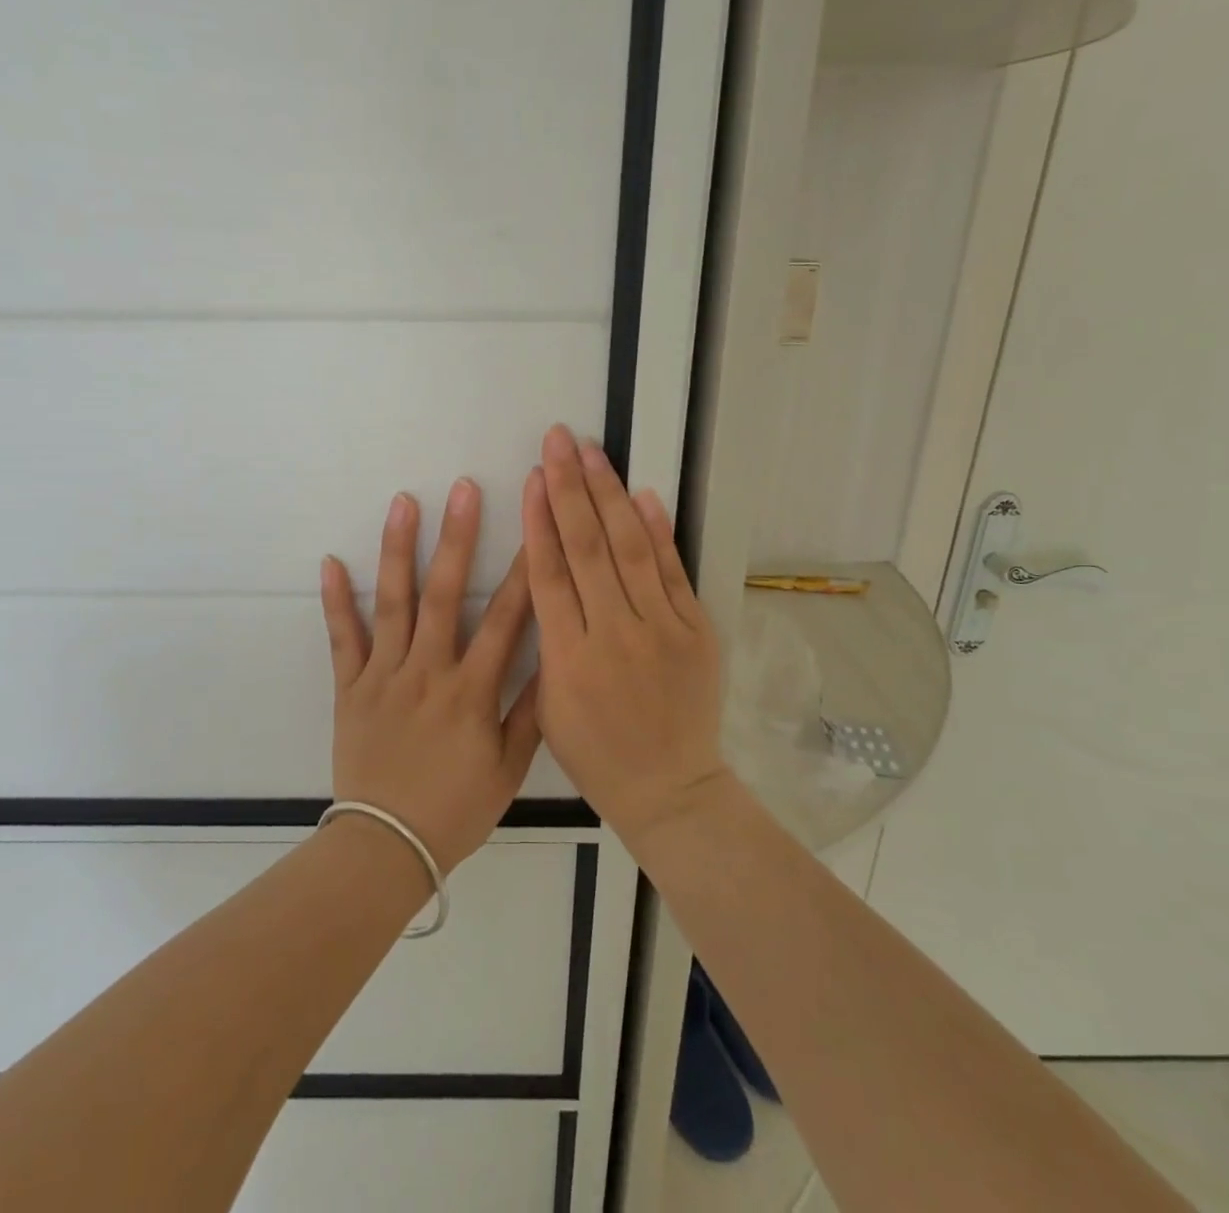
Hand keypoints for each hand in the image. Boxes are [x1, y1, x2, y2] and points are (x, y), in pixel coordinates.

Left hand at [320, 479, 538, 872]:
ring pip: (393, 603)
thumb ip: (529, 712)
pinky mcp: (350, 687)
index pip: (504, 620)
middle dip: (457, 537)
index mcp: (471, 691)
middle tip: (463, 488)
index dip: (523, 570)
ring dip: (398, 550)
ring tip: (403, 503)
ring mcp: (384, 675)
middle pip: (444, 594)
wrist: (386, 846)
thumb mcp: (507, 769)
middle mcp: (428, 672)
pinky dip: (336, 600)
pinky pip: (342, 638)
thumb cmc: (455, 809)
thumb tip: (551, 660)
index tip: (534, 526)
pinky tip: (331, 560)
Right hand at [521, 425, 729, 846]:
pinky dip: (658, 531)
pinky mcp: (695, 631)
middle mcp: (614, 635)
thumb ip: (546, 640)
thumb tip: (547, 577)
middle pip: (587, 548)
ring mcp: (661, 630)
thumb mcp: (548, 706)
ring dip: (609, 495)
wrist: (669, 788)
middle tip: (558, 440)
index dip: (540, 520)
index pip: (549, 574)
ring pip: (630, 549)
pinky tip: (643, 495)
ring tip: (592, 452)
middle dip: (569, 488)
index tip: (533, 476)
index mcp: (568, 659)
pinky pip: (673, 572)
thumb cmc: (596, 754)